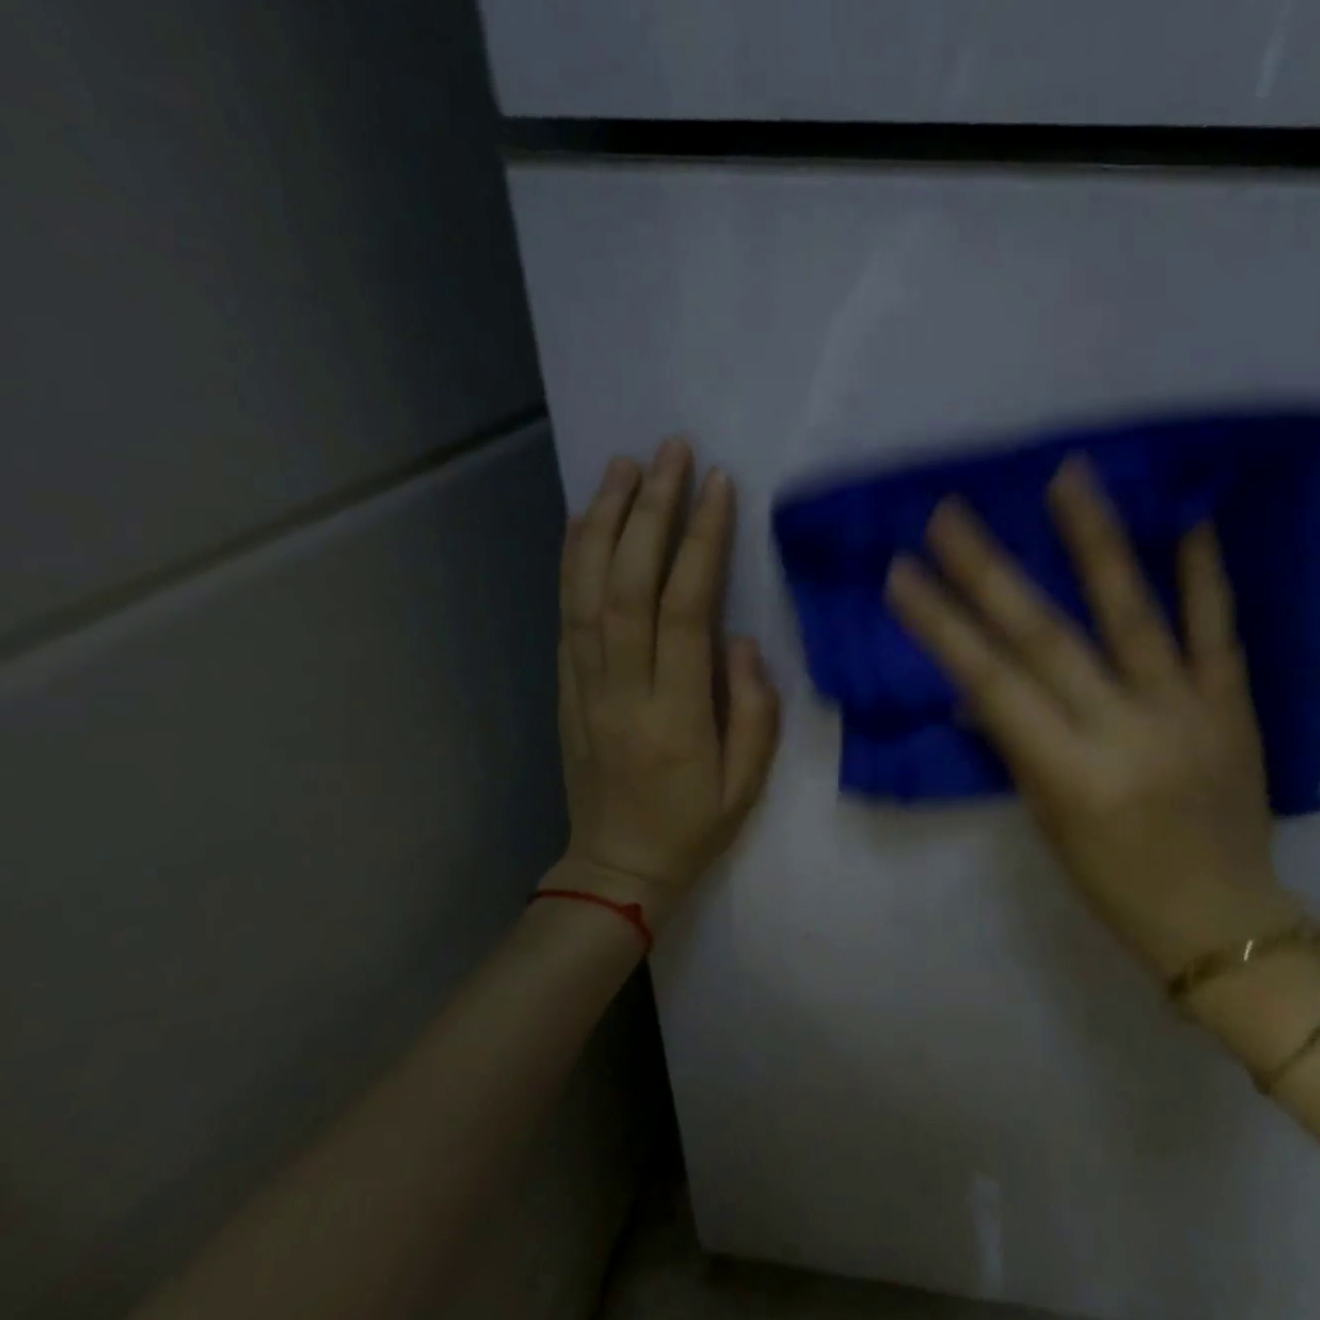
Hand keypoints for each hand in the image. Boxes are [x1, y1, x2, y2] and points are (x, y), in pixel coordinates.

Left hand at [549, 438, 780, 921]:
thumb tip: (741, 641)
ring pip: (587, 590)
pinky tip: (587, 519)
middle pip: (628, 586)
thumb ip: (753, 711)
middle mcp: (621, 691)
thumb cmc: (693, 826)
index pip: (685, 612)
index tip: (717, 488)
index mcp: (674, 717)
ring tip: (625, 465)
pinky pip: (566, 613)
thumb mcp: (747, 783)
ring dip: (604, 521)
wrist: (616, 867)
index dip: (700, 544)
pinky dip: (574, 559)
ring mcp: (584, 685)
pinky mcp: (565, 686)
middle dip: (649, 511)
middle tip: (670, 452)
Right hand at [885, 456, 1298, 977]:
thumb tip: (980, 689)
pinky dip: (1204, 572)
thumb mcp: (1048, 824)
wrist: (1226, 921)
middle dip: (989, 572)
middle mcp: (1124, 732)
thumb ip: (1018, 747)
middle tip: (950, 514)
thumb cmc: (1116, 886)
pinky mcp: (1235, 705)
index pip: (991, 684)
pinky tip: (1189, 515)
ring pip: (1133, 614)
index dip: (942, 625)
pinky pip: (1219, 630)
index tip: (902, 572)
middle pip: (1046, 638)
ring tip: (1067, 476)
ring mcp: (1186, 712)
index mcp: (1069, 775)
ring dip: (1094, 541)